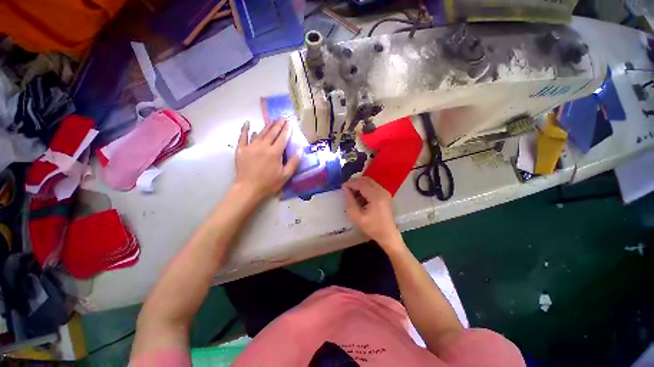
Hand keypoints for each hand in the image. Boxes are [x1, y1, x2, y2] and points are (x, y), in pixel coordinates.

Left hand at [234, 120, 300, 200]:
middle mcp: (263, 146)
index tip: (289, 122)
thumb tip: (300, 150)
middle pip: (272, 132)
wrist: (248, 189)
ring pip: (260, 133)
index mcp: (275, 152)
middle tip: (282, 117)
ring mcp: (251, 146)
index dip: (287, 129)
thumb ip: (294, 162)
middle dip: (278, 124)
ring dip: (267, 126)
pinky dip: (245, 129)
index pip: (282, 137)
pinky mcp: (241, 149)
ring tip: (272, 120)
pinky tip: (247, 123)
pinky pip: (243, 137)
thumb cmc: (269, 183)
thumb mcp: (285, 175)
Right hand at [343, 177, 402, 247]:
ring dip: (360, 184)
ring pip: (370, 181)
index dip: (351, 183)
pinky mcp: (385, 194)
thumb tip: (345, 189)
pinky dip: (365, 187)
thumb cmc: (372, 227)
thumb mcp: (356, 216)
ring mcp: (385, 192)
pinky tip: (360, 195)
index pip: (361, 184)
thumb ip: (350, 201)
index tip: (342, 186)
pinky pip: (373, 185)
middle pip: (366, 180)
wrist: (387, 234)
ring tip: (351, 191)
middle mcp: (382, 191)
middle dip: (355, 182)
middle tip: (346, 187)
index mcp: (376, 197)